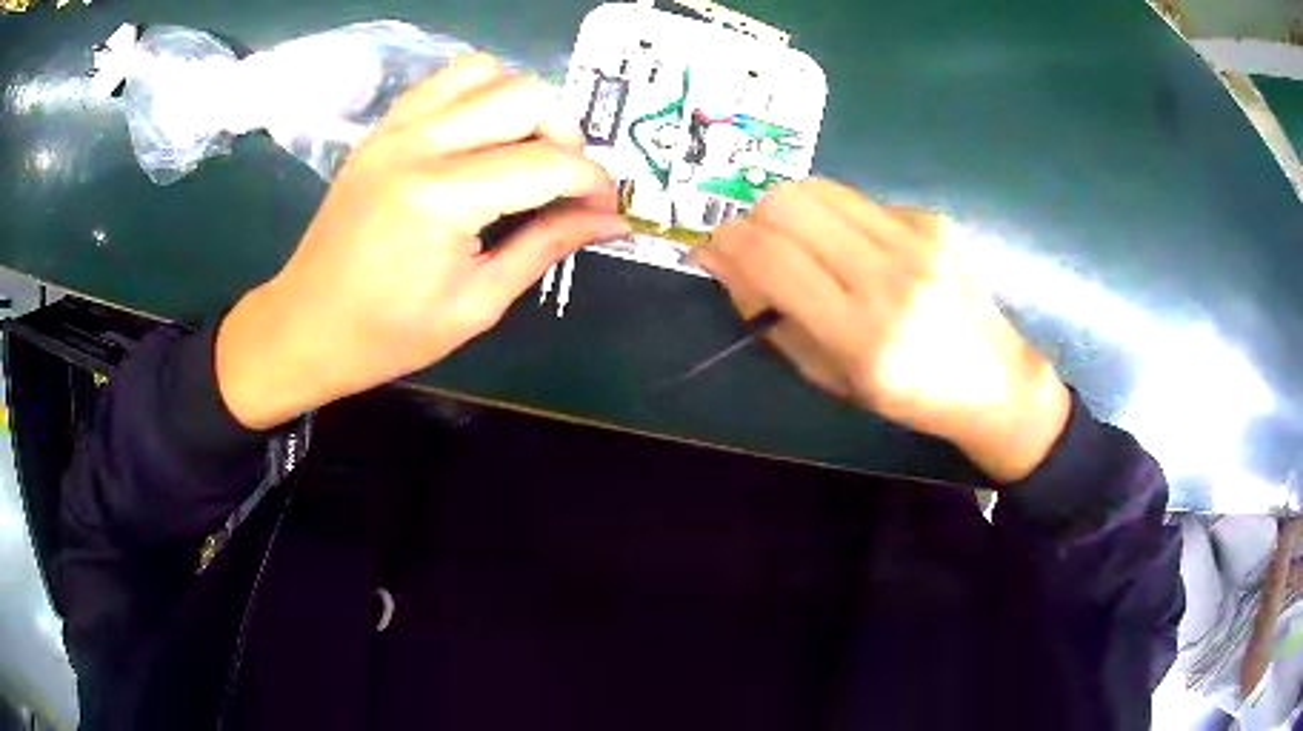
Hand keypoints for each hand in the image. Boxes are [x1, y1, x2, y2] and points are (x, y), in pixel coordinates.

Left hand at [216, 54, 627, 429]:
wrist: (304, 327)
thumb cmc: (387, 335)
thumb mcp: (477, 303)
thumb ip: (547, 247)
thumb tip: (611, 220)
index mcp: (441, 199)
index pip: (547, 163)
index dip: (592, 183)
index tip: (607, 208)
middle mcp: (419, 144)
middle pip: (526, 96)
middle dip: (566, 134)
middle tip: (564, 181)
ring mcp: (394, 129)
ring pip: (486, 72)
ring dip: (522, 104)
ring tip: (524, 151)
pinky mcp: (381, 128)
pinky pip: (444, 82)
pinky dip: (479, 97)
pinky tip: (481, 139)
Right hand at [692, 179, 1069, 482]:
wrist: (994, 380)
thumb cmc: (908, 396)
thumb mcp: (833, 379)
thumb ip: (775, 320)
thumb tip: (728, 264)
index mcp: (862, 336)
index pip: (773, 259)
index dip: (728, 243)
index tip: (711, 246)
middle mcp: (890, 277)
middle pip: (790, 204)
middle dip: (753, 216)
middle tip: (754, 243)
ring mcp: (917, 240)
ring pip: (821, 188)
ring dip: (789, 207)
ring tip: (795, 238)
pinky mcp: (933, 220)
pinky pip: (859, 200)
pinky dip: (836, 217)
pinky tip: (854, 248)